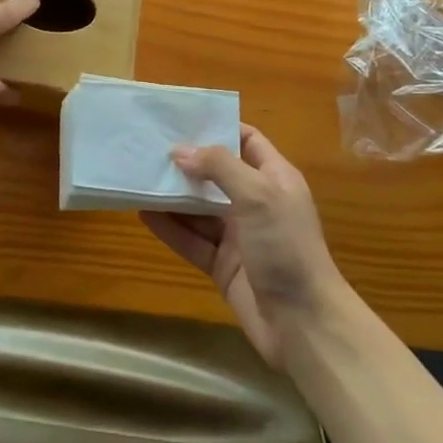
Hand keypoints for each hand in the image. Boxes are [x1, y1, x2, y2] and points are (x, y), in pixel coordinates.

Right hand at [142, 126, 348, 369]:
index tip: (181, 118)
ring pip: (200, 208)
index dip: (218, 127)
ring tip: (139, 175)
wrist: (303, 324)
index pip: (246, 140)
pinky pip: (192, 240)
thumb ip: (219, 166)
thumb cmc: (286, 246)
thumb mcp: (257, 195)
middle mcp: (256, 202)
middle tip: (149, 145)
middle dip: (187, 161)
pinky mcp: (223, 265)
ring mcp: (239, 235)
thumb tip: (180, 150)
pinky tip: (143, 213)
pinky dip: (170, 228)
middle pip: (217, 174)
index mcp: (274, 178)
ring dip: (173, 194)